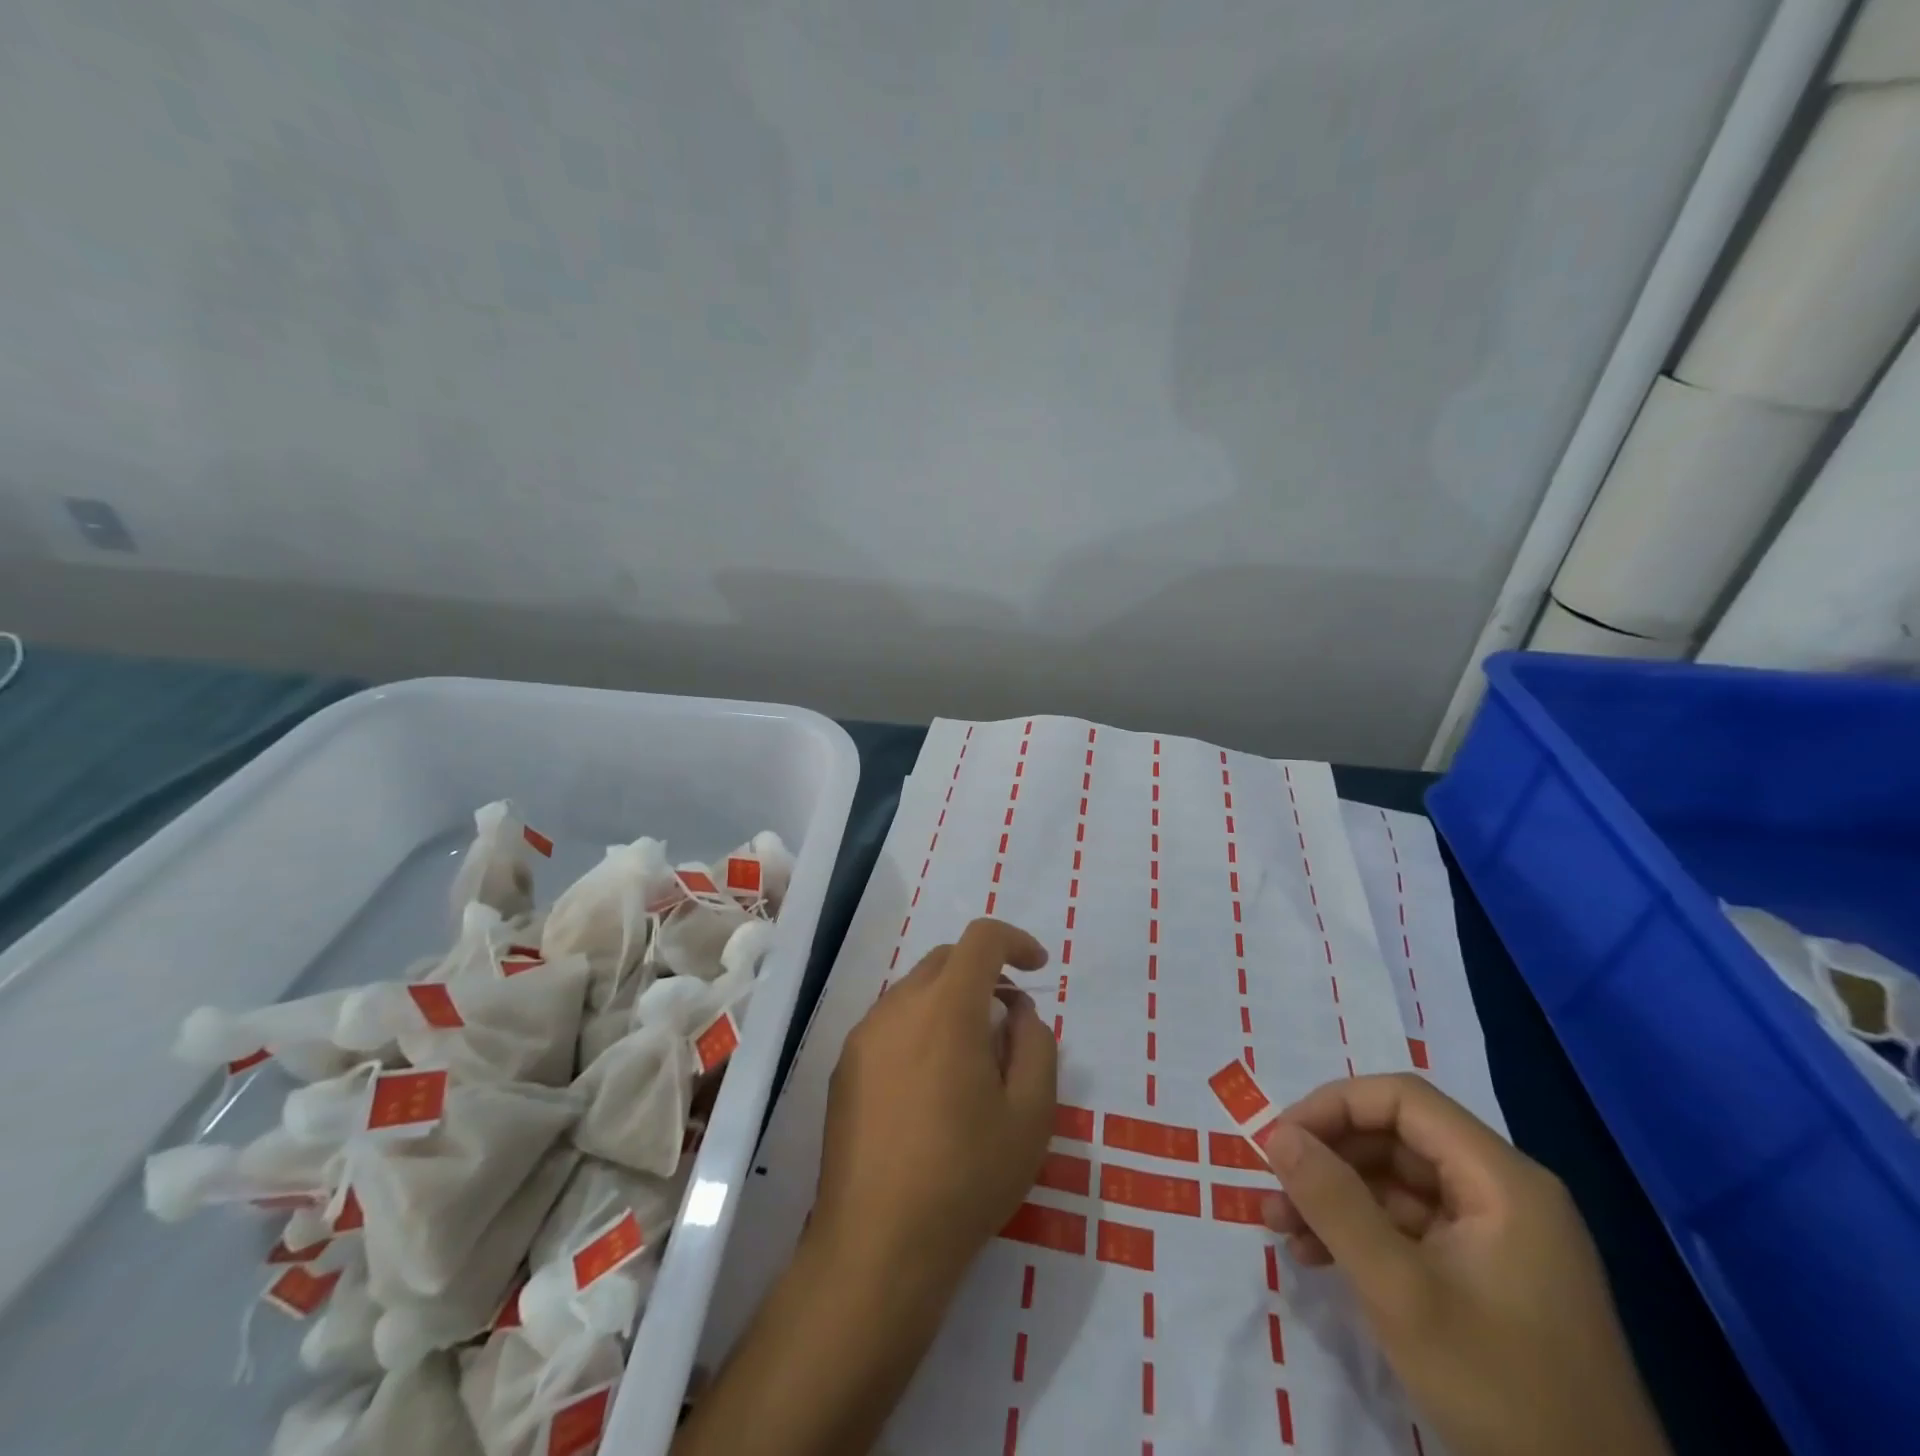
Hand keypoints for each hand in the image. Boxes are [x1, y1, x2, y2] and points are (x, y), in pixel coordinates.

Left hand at [674, 921, 1055, 1455]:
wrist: (877, 1245)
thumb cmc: (966, 1178)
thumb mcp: (1031, 1116)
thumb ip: (1036, 1046)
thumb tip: (1018, 1012)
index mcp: (947, 1009)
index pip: (981, 939)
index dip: (1015, 941)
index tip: (1037, 968)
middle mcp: (899, 1006)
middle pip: (946, 959)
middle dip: (984, 972)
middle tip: (1009, 1018)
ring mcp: (864, 1035)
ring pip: (915, 990)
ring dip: (950, 1001)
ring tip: (972, 1058)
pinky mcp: (844, 1066)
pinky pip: (891, 1023)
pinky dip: (921, 1027)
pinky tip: (931, 1085)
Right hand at [1257, 1075, 1671, 1455]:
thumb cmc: (1500, 1391)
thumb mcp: (1400, 1293)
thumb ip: (1334, 1203)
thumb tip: (1275, 1134)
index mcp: (1502, 1179)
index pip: (1402, 1099)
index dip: (1333, 1106)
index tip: (1280, 1141)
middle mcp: (1504, 1191)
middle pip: (1397, 1137)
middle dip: (1327, 1157)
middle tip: (1273, 1189)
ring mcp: (1500, 1235)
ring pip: (1398, 1182)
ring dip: (1336, 1196)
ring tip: (1281, 1227)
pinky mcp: (1491, 1275)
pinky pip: (1413, 1225)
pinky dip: (1363, 1231)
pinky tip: (1319, 1256)